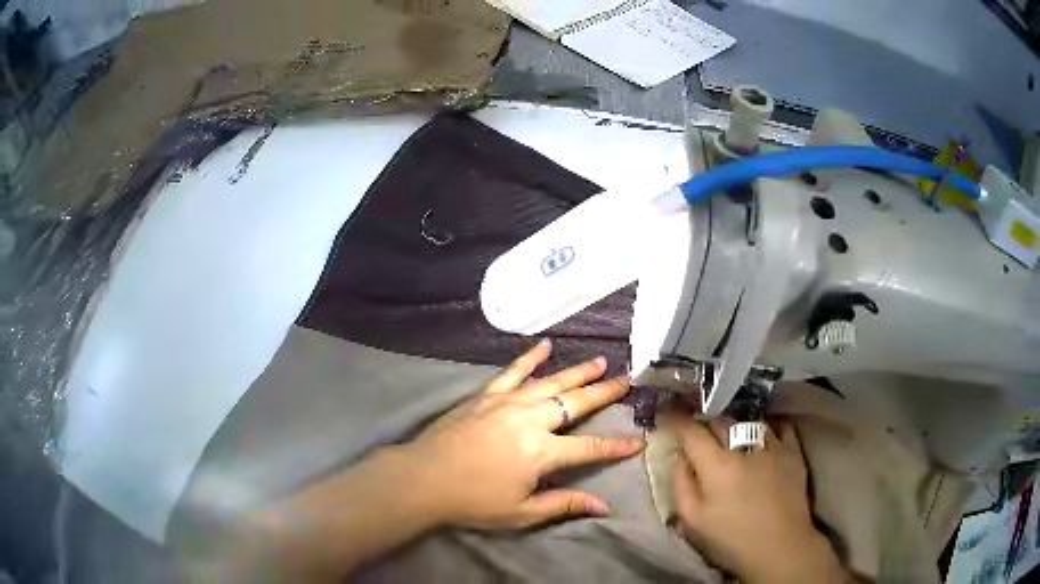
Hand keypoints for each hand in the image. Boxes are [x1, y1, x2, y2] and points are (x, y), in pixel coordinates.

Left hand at [399, 339, 643, 529]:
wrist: (423, 478)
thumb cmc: (472, 501)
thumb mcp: (522, 513)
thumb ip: (564, 505)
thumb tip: (604, 506)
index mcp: (542, 452)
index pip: (590, 447)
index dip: (616, 446)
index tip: (638, 441)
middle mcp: (531, 420)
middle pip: (576, 403)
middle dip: (605, 392)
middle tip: (626, 380)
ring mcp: (508, 402)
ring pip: (551, 382)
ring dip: (578, 372)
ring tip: (600, 362)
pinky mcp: (486, 395)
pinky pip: (513, 371)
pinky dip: (530, 357)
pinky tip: (544, 345)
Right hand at [668, 417, 843, 583]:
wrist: (780, 547)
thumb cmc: (731, 539)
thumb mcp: (693, 521)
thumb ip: (682, 485)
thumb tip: (680, 457)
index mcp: (717, 465)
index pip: (692, 431)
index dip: (677, 420)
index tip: (667, 415)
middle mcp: (745, 447)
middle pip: (720, 421)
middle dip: (704, 421)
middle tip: (696, 429)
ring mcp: (773, 446)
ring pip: (749, 421)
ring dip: (735, 424)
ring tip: (730, 432)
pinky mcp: (793, 452)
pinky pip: (780, 427)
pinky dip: (769, 427)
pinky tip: (764, 435)